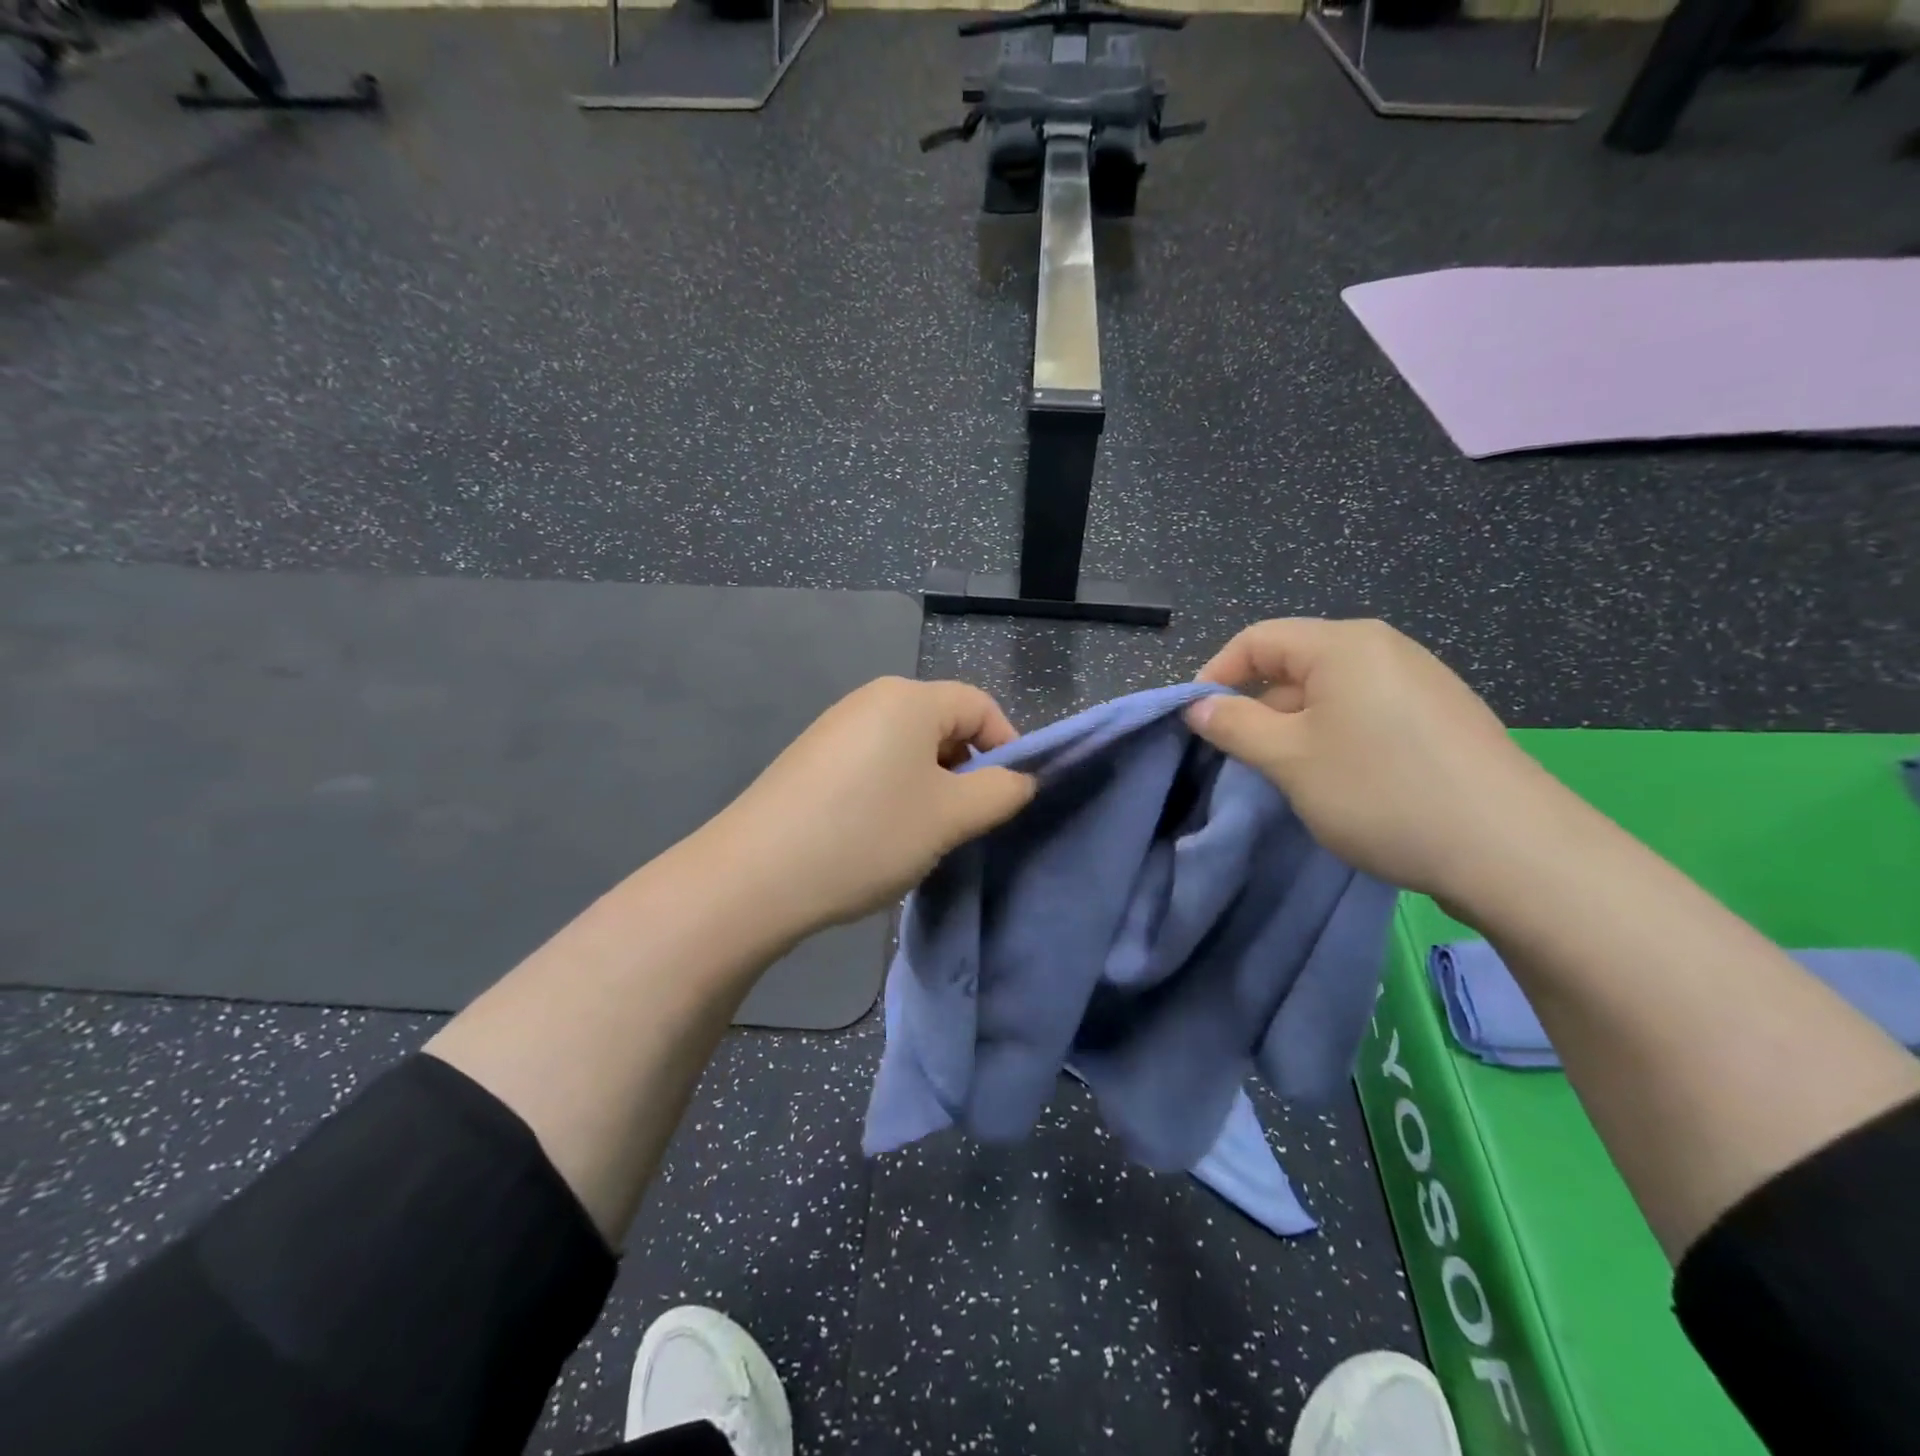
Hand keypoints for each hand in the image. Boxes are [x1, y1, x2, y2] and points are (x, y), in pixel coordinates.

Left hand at [707, 677, 1035, 933]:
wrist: (754, 876)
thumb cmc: (867, 835)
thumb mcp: (950, 817)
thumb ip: (1000, 792)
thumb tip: (1021, 779)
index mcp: (909, 699)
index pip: (980, 705)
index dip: (1008, 746)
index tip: (1010, 797)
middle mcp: (870, 700)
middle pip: (942, 724)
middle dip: (966, 770)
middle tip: (966, 822)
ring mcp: (834, 728)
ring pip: (907, 749)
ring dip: (930, 786)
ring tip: (923, 835)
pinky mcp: (810, 759)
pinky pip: (872, 764)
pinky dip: (892, 792)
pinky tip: (878, 835)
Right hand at [1186, 619, 1567, 904]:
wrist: (1512, 851)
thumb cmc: (1381, 792)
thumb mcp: (1289, 759)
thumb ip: (1234, 725)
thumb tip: (1197, 706)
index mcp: (1343, 644)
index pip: (1256, 640)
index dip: (1216, 675)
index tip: (1195, 723)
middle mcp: (1384, 648)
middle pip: (1294, 662)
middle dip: (1256, 705)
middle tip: (1240, 757)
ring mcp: (1420, 681)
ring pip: (1330, 691)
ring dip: (1293, 726)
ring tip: (1289, 774)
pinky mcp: (1441, 717)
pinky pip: (1366, 711)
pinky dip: (1334, 736)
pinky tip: (1343, 780)